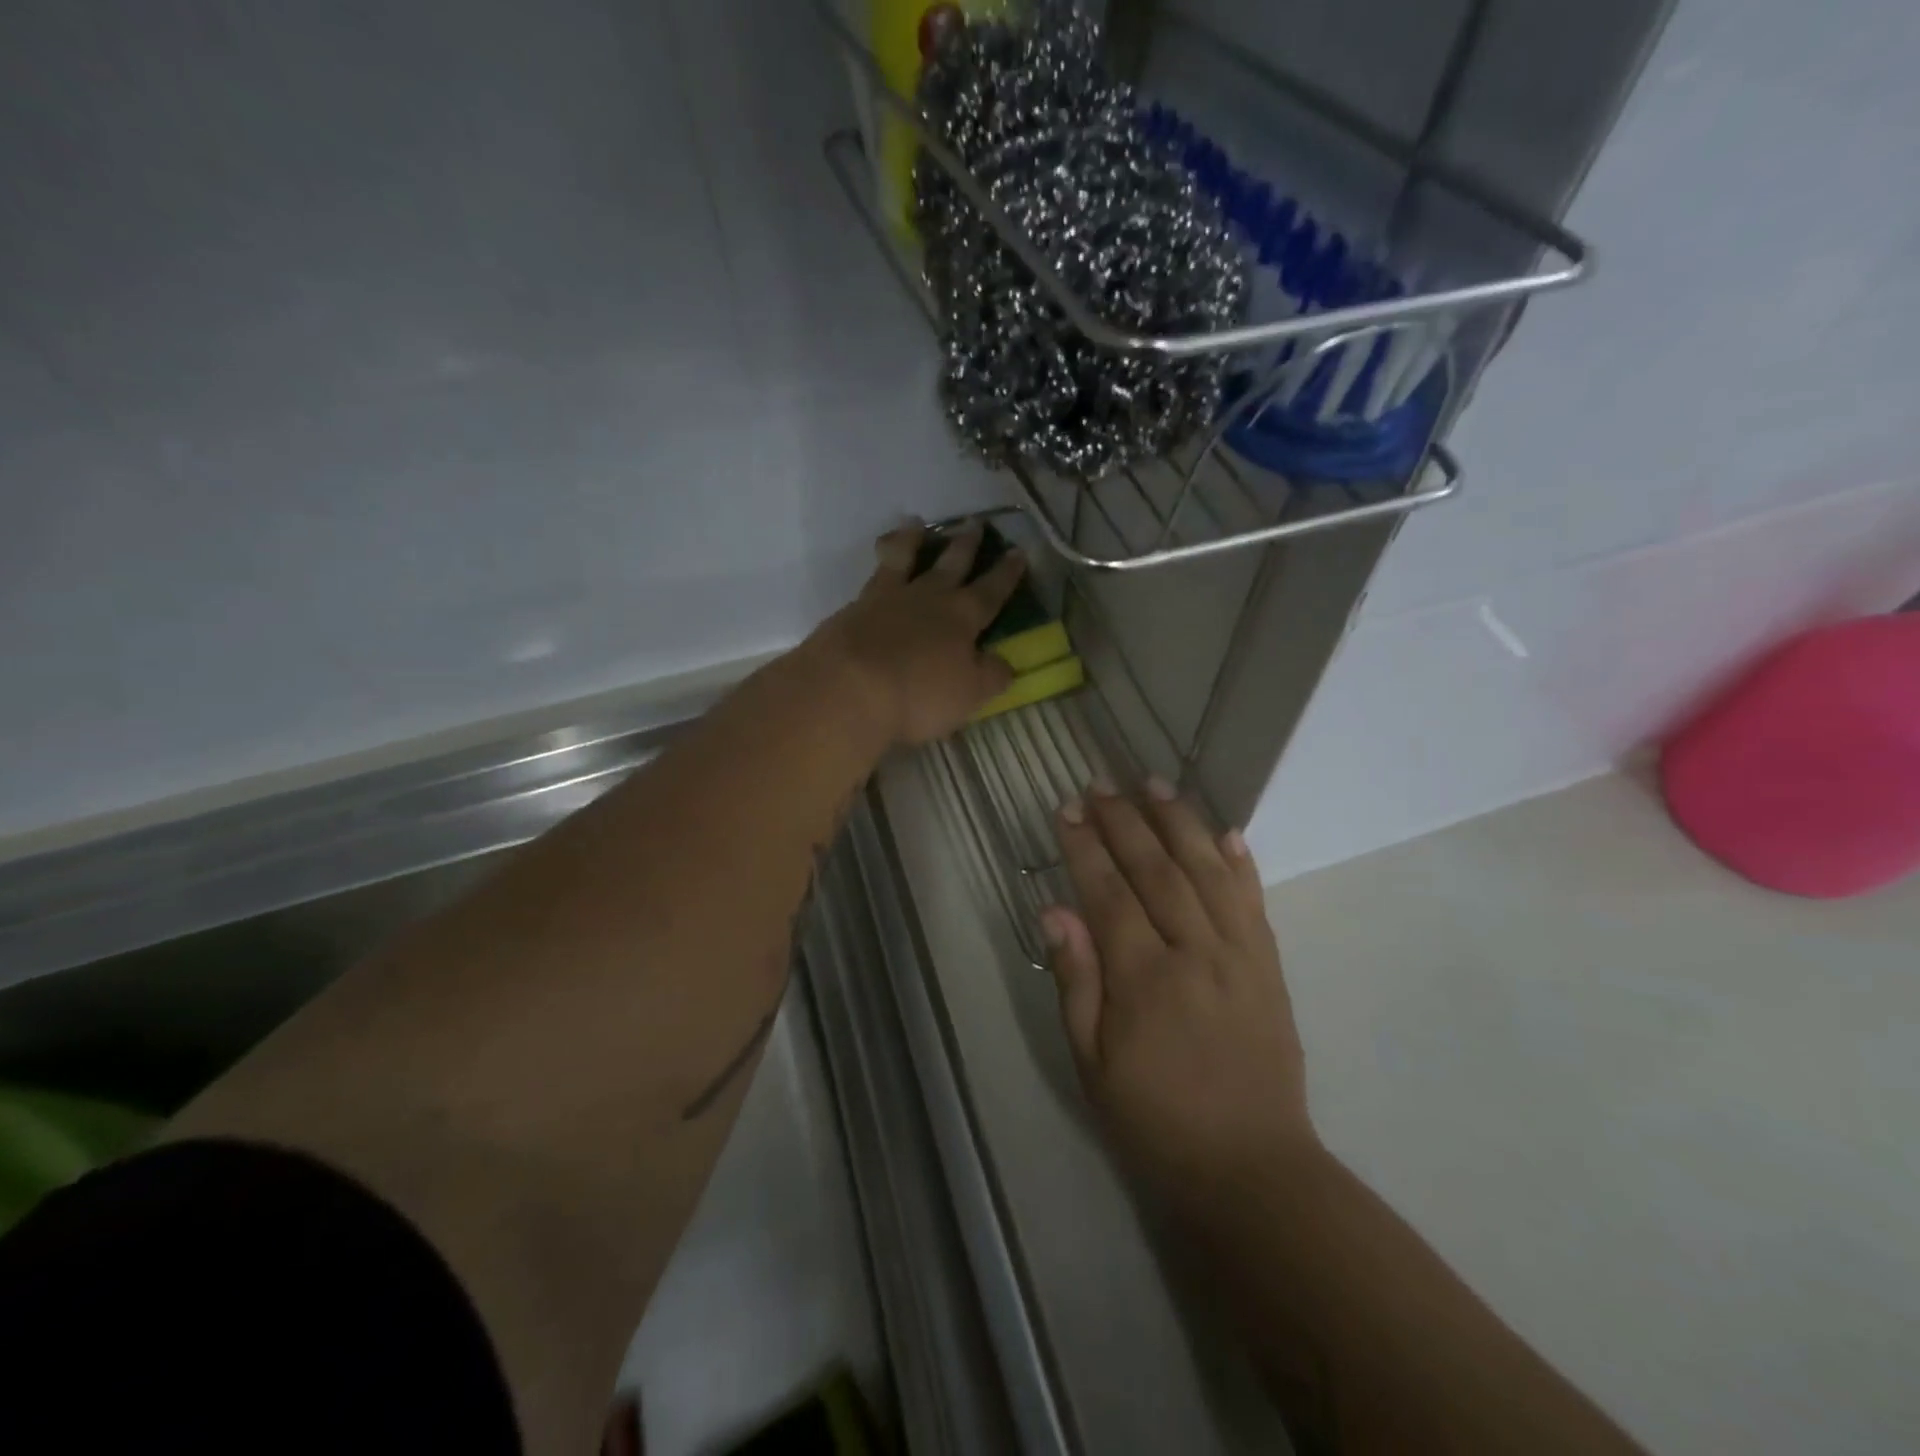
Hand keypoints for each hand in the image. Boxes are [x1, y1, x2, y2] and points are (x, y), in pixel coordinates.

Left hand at [814, 521, 1025, 746]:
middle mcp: (928, 598)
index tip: (1018, 552)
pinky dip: (880, 559)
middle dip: (967, 545)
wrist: (849, 687)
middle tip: (976, 523)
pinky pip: (873, 574)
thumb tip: (1005, 663)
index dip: (1007, 574)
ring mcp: (888, 598)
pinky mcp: (855, 607)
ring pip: (905, 558)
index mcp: (962, 618)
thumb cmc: (918, 695)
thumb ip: (991, 676)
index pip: (991, 591)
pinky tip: (879, 558)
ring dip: (913, 539)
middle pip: (952, 565)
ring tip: (916, 522)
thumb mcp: (969, 694)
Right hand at [1043, 782, 1317, 1212]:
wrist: (1252, 1169)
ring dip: (1179, 822)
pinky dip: (1240, 862)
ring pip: (1207, 871)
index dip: (1085, 846)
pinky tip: (1225, 831)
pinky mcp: (1270, 967)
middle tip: (1100, 783)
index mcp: (1145, 979)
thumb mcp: (1092, 1064)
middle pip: (1156, 869)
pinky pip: (1254, 901)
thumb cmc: (1155, 1121)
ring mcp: (1240, 956)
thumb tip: (1055, 912)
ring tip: (1155, 783)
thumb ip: (1077, 982)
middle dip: (1124, 820)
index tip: (1067, 809)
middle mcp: (1195, 953)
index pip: (1109, 893)